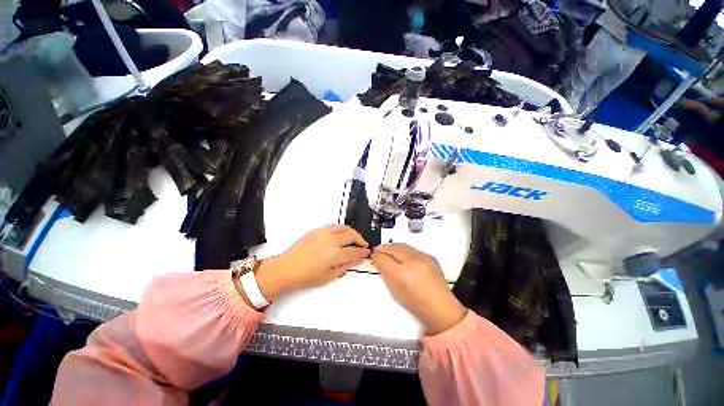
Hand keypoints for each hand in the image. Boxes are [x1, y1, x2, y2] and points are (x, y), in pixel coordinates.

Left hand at [255, 225, 370, 301]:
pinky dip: (342, 229)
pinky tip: (342, 234)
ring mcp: (324, 232)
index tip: (367, 252)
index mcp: (335, 254)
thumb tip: (357, 259)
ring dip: (352, 232)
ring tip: (355, 238)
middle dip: (360, 240)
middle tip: (363, 245)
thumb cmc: (308, 276)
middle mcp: (332, 240)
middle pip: (352, 235)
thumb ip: (345, 266)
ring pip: (344, 228)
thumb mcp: (329, 276)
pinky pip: (334, 225)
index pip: (355, 251)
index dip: (363, 252)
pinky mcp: (318, 229)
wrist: (287, 268)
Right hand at [371, 244, 465, 334]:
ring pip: (402, 245)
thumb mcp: (394, 291)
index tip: (373, 256)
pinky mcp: (429, 256)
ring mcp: (423, 257)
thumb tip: (379, 260)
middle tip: (378, 251)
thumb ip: (385, 273)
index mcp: (402, 274)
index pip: (384, 258)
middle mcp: (413, 262)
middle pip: (393, 248)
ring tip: (388, 250)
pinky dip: (403, 249)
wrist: (440, 307)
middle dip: (383, 248)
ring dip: (393, 247)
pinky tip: (401, 254)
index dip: (376, 256)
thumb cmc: (415, 303)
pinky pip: (412, 248)